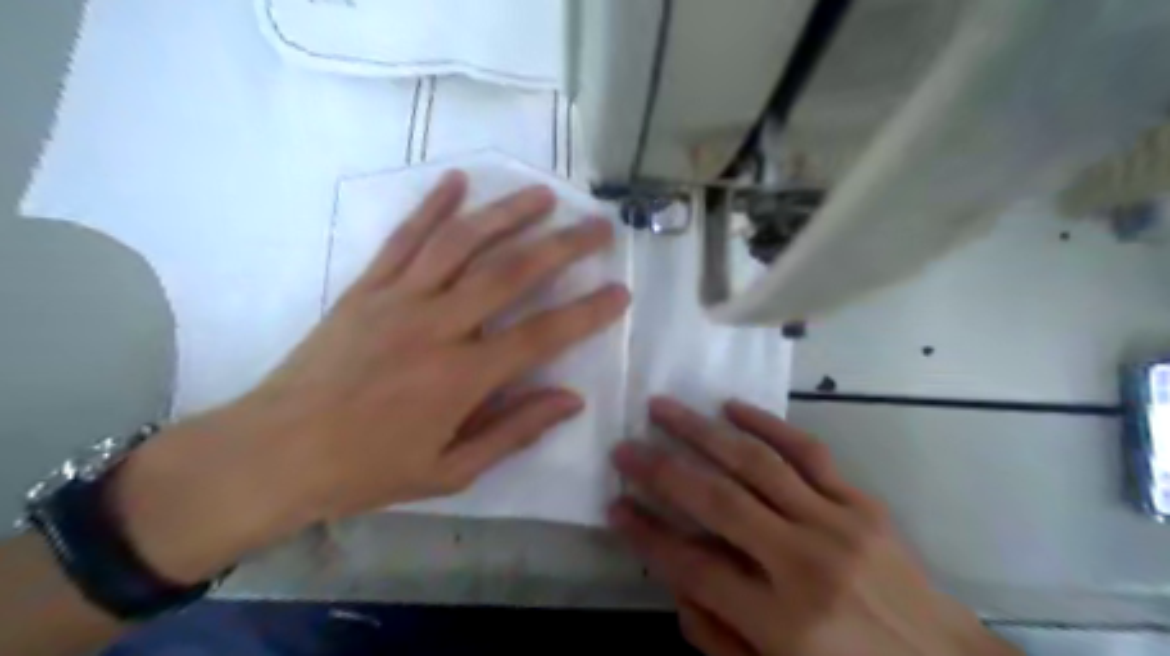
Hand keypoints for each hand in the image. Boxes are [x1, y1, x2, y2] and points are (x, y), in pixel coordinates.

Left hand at [105, 170, 631, 582]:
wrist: (273, 453)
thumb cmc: (367, 470)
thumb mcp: (450, 470)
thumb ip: (514, 431)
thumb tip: (571, 399)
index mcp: (461, 378)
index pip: (542, 336)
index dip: (587, 312)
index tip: (620, 292)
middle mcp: (436, 327)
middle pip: (510, 273)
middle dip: (562, 246)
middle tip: (597, 226)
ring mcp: (397, 300)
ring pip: (461, 243)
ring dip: (507, 214)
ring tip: (543, 194)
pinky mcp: (365, 289)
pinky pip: (403, 238)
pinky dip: (432, 206)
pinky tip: (457, 181)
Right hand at [608, 397, 1021, 652]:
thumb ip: (718, 638)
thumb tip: (677, 583)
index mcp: (782, 622)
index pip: (692, 565)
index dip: (646, 534)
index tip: (614, 505)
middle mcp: (804, 564)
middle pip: (717, 502)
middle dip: (660, 470)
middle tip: (623, 446)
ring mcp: (837, 525)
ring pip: (756, 463)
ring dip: (701, 430)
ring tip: (662, 407)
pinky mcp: (861, 503)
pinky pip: (807, 451)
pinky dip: (766, 424)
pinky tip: (731, 407)